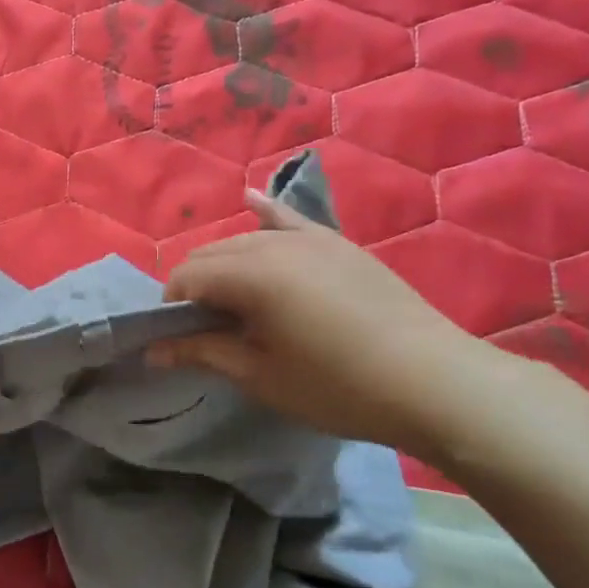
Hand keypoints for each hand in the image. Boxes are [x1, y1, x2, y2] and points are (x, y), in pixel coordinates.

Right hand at [150, 188, 509, 459]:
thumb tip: (153, 351)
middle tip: (205, 329)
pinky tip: (249, 200)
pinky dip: (265, 213)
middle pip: (212, 254)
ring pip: (245, 239)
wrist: (435, 382)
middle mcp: (273, 244)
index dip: (173, 307)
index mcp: (250, 275)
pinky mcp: (338, 244)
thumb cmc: (338, 387)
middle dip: (196, 285)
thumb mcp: (262, 376)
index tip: (179, 340)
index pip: (187, 277)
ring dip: (225, 264)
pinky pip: (290, 220)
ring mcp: (310, 239)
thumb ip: (203, 353)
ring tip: (232, 300)